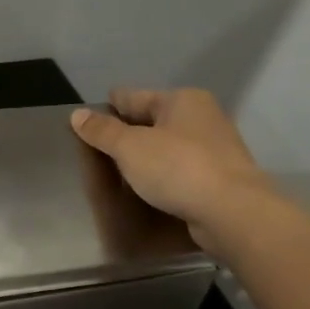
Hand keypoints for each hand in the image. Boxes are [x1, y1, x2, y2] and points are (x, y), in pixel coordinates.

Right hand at [70, 89, 275, 253]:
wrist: (232, 212)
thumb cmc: (178, 168)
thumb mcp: (130, 147)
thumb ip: (102, 131)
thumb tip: (77, 114)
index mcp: (182, 100)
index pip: (135, 97)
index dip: (110, 106)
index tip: (90, 116)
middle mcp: (202, 117)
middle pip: (154, 120)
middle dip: (129, 131)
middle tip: (100, 147)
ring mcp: (215, 148)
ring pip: (168, 145)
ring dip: (147, 154)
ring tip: (119, 169)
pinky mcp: (220, 177)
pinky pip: (180, 169)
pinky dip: (163, 173)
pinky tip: (148, 186)